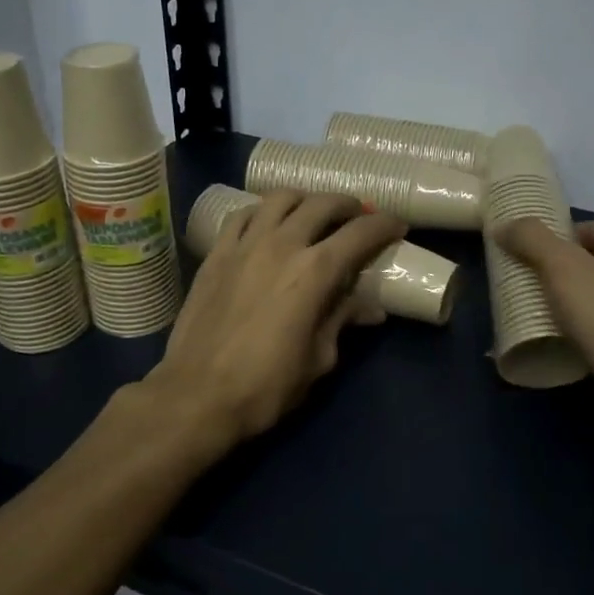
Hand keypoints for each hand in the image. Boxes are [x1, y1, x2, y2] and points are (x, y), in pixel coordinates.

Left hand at [149, 190, 406, 452]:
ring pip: (280, 199)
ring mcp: (245, 244)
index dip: (384, 225)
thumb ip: (342, 321)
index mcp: (315, 272)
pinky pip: (243, 215)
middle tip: (358, 216)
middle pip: (322, 204)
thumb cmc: (265, 386)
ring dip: (305, 200)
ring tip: (313, 213)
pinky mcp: (216, 253)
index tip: (397, 226)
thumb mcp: (318, 358)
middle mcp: (283, 245)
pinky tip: (268, 224)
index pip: (360, 233)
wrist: (196, 395)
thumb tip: (370, 308)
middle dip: (348, 205)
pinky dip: (263, 212)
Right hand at [498, 217, 593, 446]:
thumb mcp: (562, 267)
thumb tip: (503, 224)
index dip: (567, 233)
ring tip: (539, 306)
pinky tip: (559, 337)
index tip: (535, 248)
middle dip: (567, 267)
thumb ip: (531, 239)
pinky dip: (584, 329)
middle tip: (532, 275)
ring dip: (574, 300)